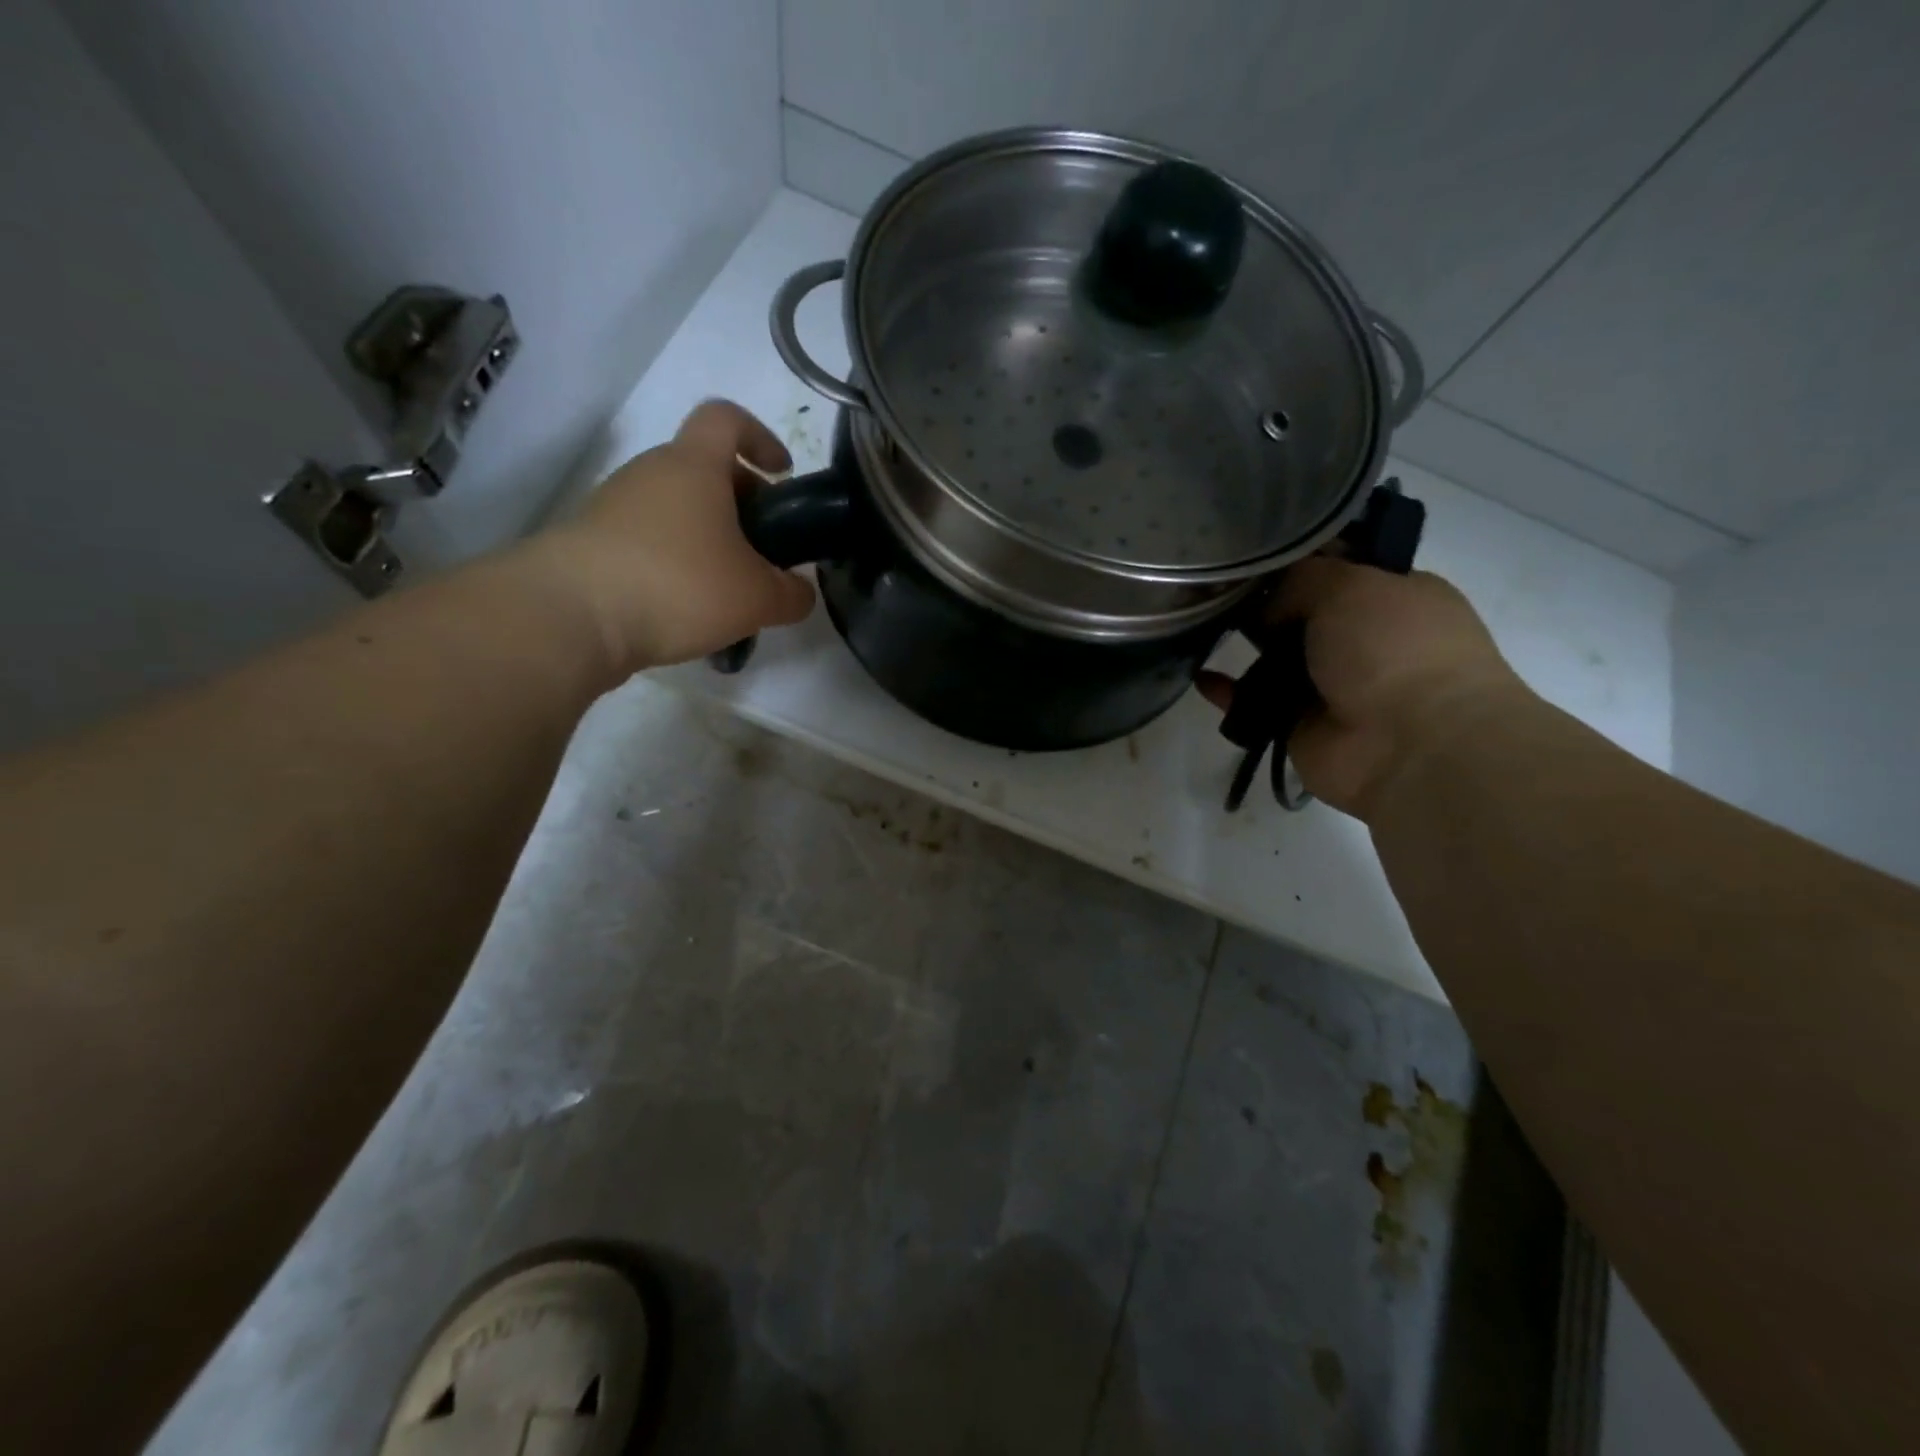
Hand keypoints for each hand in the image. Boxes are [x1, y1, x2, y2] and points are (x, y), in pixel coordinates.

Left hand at [525, 400, 816, 675]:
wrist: (572, 616)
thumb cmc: (679, 585)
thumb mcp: (757, 598)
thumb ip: (792, 594)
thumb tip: (801, 593)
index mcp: (694, 466)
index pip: (727, 418)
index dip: (760, 436)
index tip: (781, 473)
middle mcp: (650, 473)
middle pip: (703, 470)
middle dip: (741, 503)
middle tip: (762, 551)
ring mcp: (614, 506)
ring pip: (675, 509)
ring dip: (707, 539)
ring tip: (727, 591)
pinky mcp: (591, 543)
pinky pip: (647, 541)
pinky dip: (674, 564)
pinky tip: (686, 609)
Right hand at [1198, 559, 1524, 818]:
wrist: (1409, 743)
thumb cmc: (1392, 648)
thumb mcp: (1349, 585)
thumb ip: (1300, 579)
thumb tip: (1266, 608)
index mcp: (1396, 597)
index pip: (1342, 569)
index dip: (1300, 560)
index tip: (1254, 552)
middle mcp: (1366, 640)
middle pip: (1302, 613)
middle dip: (1264, 603)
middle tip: (1218, 588)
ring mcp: (1333, 686)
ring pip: (1276, 658)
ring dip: (1243, 646)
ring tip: (1201, 627)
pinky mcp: (1300, 725)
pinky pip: (1255, 703)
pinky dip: (1229, 693)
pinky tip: (1201, 678)